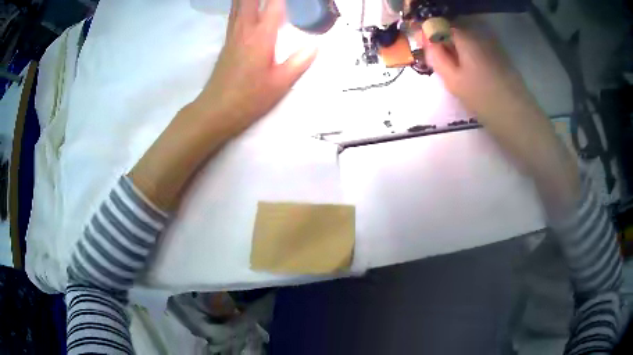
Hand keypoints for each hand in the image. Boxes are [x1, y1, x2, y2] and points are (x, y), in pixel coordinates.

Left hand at [192, 0, 316, 135]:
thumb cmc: (248, 98)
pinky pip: (234, 14)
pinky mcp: (227, 42)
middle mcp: (245, 30)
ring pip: (238, 4)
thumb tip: (316, 45)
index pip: (274, 5)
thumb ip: (299, 62)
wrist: (216, 110)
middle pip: (249, 0)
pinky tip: (243, 5)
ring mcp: (233, 34)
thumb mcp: (280, 84)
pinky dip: (239, 4)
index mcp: (261, 37)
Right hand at [424, 28, 579, 217]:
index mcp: (468, 39)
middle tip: (440, 66)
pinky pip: (480, 54)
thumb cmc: (485, 102)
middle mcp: (481, 39)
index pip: (443, 26)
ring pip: (469, 45)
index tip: (427, 50)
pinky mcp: (502, 63)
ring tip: (456, 76)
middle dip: (445, 44)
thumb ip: (437, 58)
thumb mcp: (454, 81)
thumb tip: (428, 43)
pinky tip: (473, 79)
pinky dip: (471, 61)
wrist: (521, 123)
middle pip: (457, 33)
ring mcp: (494, 50)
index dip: (432, 34)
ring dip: (458, 54)